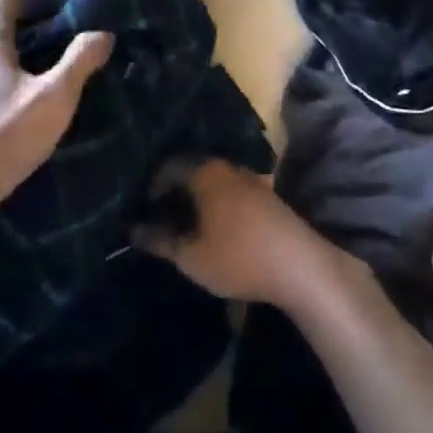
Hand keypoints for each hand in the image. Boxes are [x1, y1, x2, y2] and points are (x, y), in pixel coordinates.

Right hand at [132, 158, 346, 307]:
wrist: (299, 265)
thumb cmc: (238, 257)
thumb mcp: (191, 257)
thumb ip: (160, 241)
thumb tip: (132, 230)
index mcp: (206, 172)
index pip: (169, 166)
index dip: (151, 186)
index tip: (141, 209)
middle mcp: (228, 167)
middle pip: (192, 170)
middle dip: (173, 191)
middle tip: (159, 217)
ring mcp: (251, 179)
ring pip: (213, 181)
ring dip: (196, 198)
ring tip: (184, 224)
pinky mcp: (266, 195)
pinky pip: (230, 190)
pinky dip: (216, 203)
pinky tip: (213, 227)